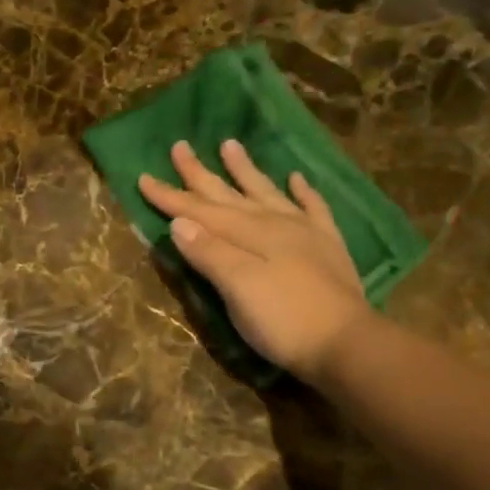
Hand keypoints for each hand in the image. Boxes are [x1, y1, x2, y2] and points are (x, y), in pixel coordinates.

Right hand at [140, 140, 371, 381]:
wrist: (346, 344)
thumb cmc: (283, 319)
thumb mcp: (238, 288)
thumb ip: (209, 253)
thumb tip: (178, 222)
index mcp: (248, 234)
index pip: (199, 211)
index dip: (170, 196)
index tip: (143, 176)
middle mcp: (274, 224)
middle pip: (229, 196)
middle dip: (201, 174)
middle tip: (180, 147)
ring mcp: (304, 233)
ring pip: (267, 193)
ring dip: (246, 171)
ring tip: (230, 145)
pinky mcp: (327, 248)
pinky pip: (313, 209)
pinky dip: (302, 192)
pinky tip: (296, 179)